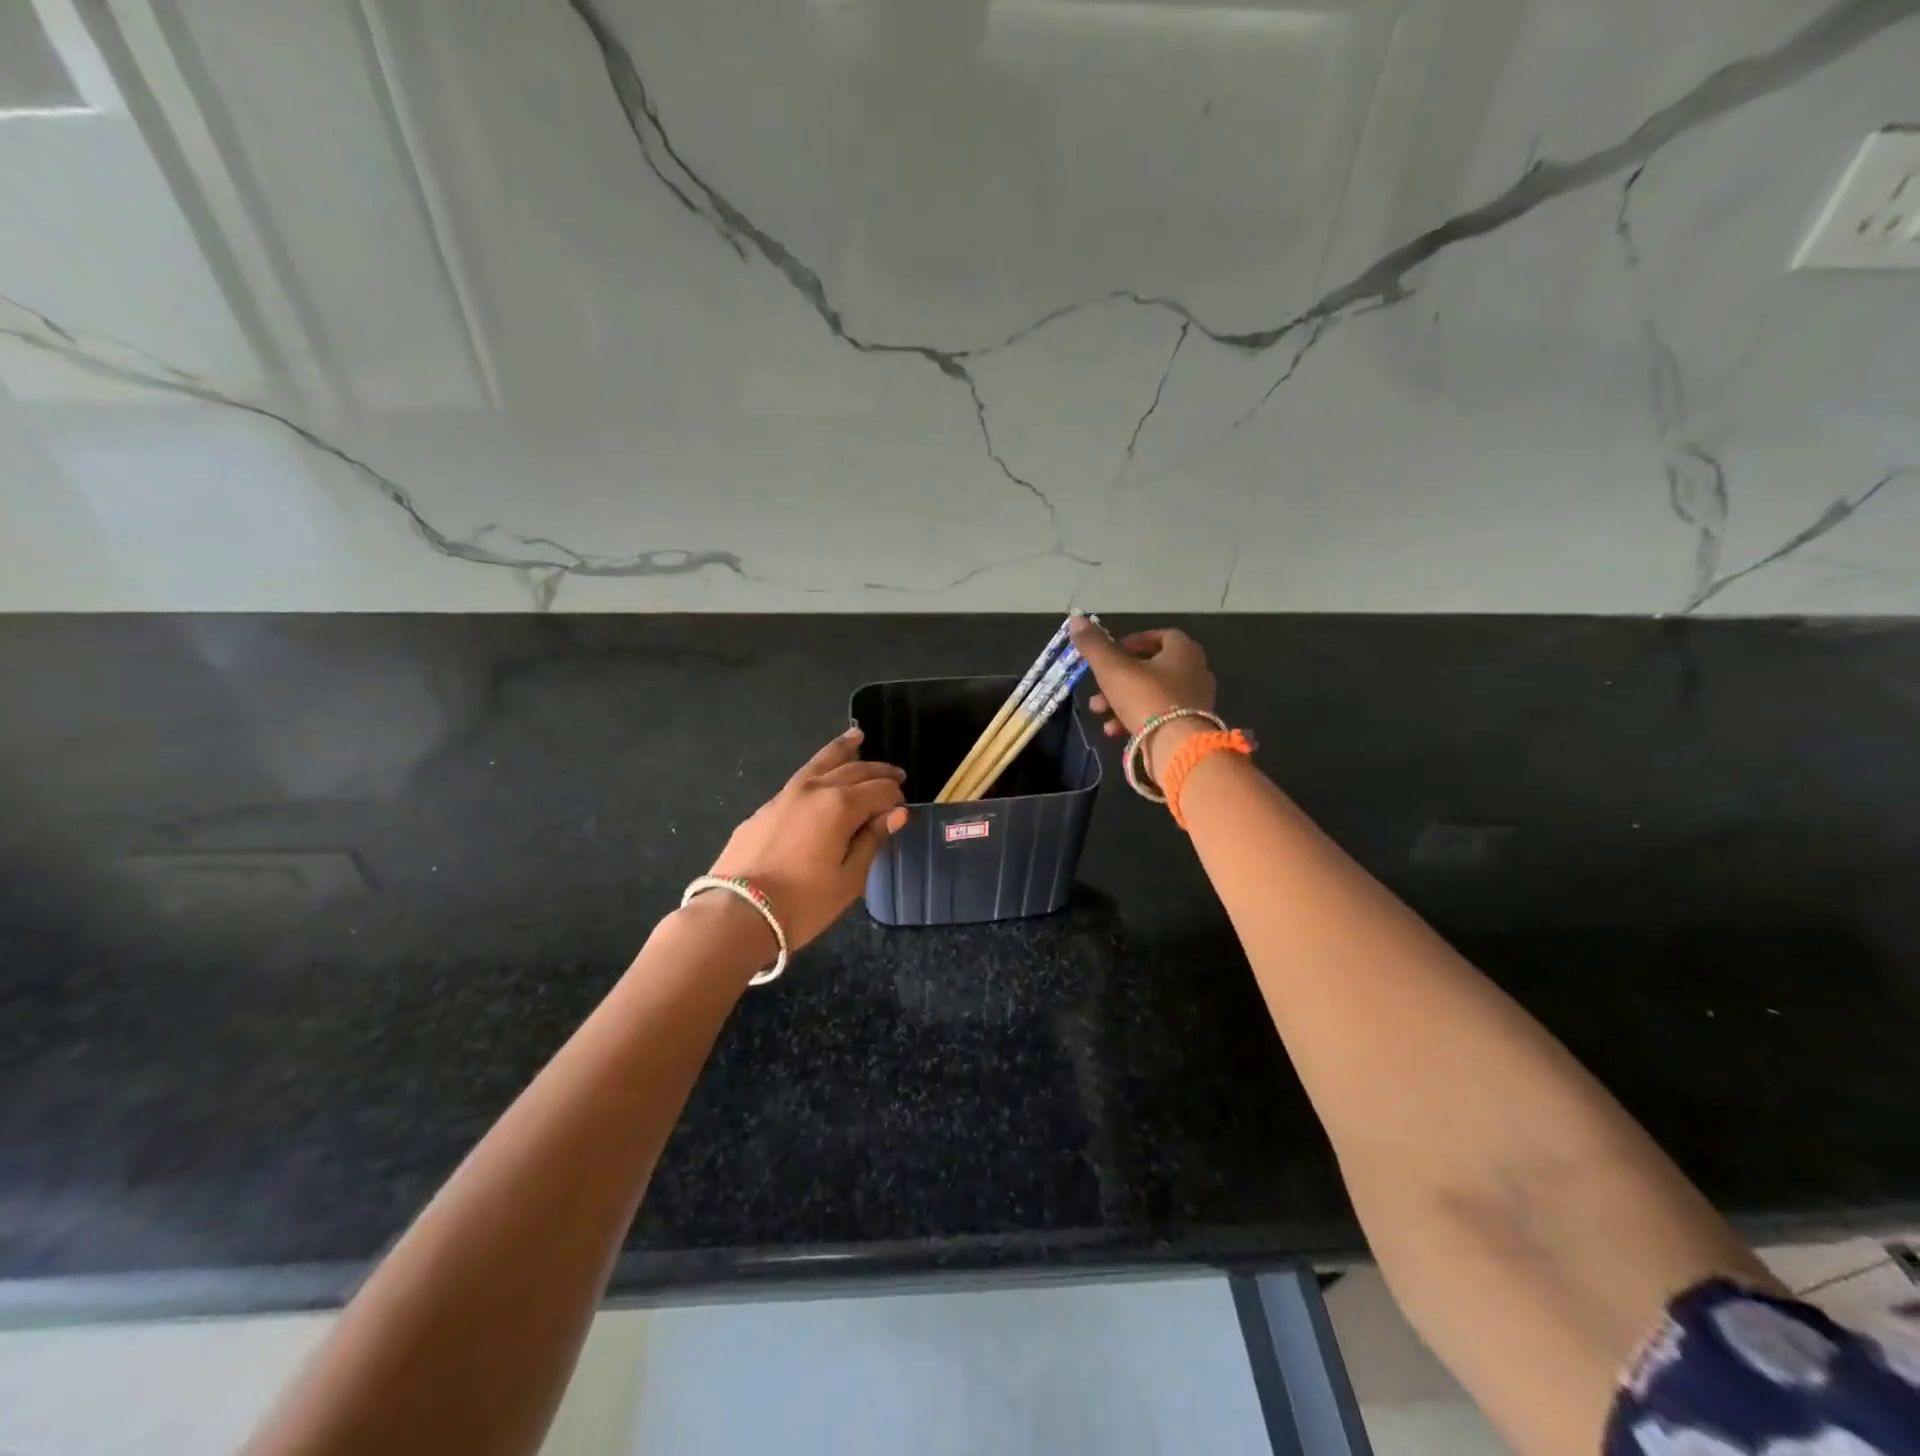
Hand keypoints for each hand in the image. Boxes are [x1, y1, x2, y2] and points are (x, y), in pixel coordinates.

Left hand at [705, 726, 908, 951]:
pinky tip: (821, 777)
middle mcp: (814, 789)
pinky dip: (818, 771)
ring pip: (820, 763)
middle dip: (878, 771)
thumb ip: (872, 840)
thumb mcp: (849, 879)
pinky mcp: (765, 808)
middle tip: (896, 774)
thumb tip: (897, 813)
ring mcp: (785, 795)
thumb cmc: (803, 903)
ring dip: (843, 750)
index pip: (880, 790)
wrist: (737, 913)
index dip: (896, 798)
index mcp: (841, 806)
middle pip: (853, 770)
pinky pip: (800, 780)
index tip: (903, 809)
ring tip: (857, 736)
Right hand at [1069, 616, 1216, 780]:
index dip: (1132, 642)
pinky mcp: (1189, 726)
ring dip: (1121, 700)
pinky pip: (1159, 716)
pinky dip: (1135, 720)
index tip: (1110, 654)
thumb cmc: (1146, 698)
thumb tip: (1076, 619)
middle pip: (1151, 668)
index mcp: (1183, 651)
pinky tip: (1114, 731)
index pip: (1159, 636)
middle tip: (1097, 688)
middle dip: (1118, 678)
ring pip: (1151, 694)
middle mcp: (1195, 671)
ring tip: (1099, 712)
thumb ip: (1094, 645)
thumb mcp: (1112, 669)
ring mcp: (1194, 701)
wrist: (1177, 747)